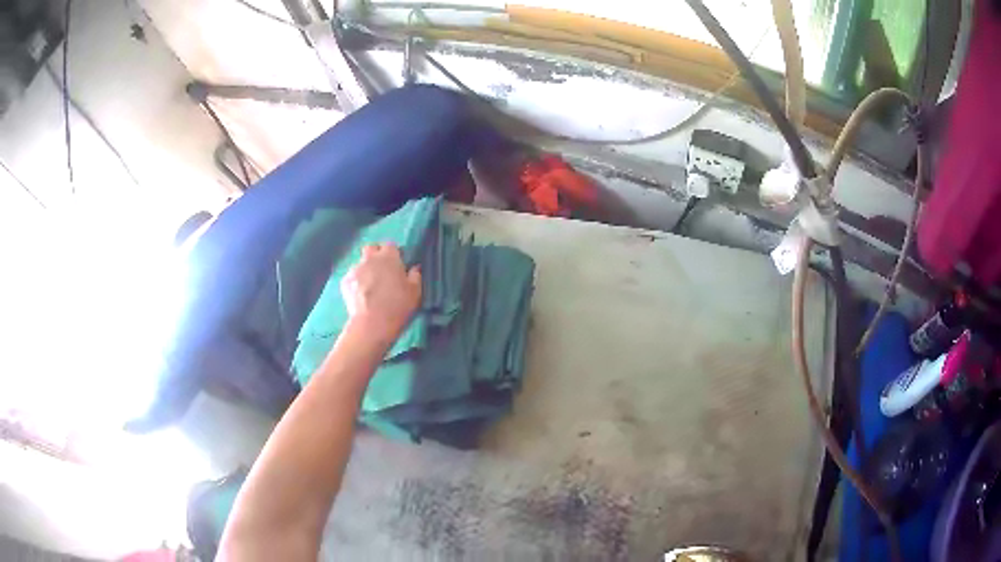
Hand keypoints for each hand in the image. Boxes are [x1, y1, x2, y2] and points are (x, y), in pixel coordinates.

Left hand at [340, 243, 421, 341]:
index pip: (390, 245)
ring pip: (360, 263)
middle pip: (371, 248)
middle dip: (376, 255)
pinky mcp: (344, 282)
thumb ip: (415, 276)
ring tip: (369, 286)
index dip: (394, 253)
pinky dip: (356, 282)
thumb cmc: (398, 306)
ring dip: (365, 270)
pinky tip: (360, 295)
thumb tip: (414, 268)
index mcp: (389, 257)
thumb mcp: (415, 292)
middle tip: (382, 270)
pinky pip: (351, 277)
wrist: (372, 324)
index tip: (397, 264)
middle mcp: (370, 258)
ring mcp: (354, 269)